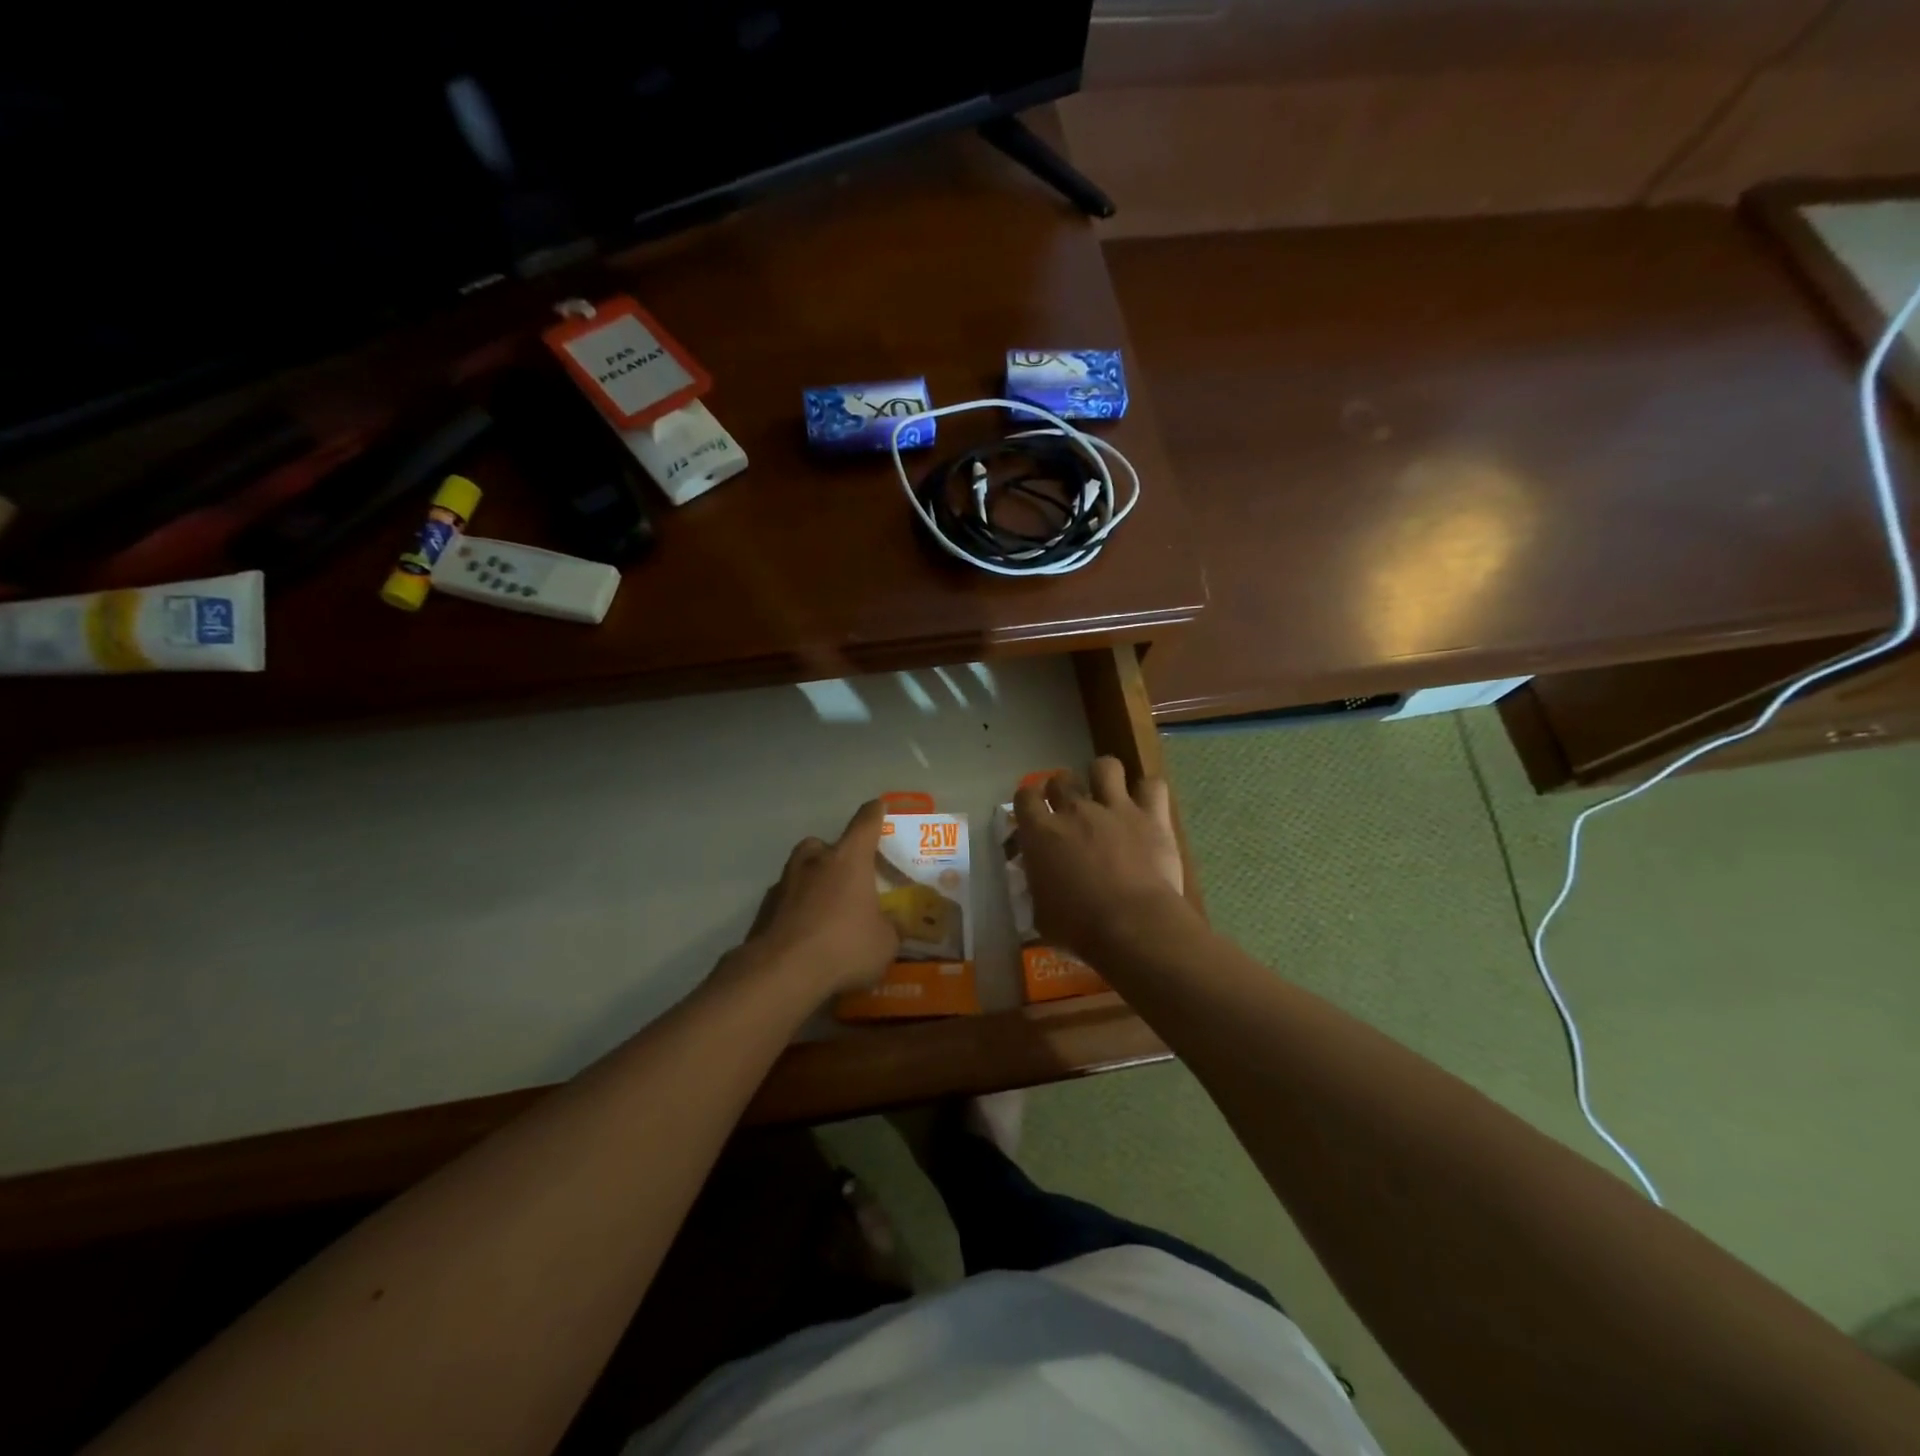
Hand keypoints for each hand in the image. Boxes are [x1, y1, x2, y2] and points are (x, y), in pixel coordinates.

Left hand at [742, 800, 899, 996]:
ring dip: (813, 882)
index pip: (865, 823)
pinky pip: (786, 900)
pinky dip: (795, 909)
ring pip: (801, 871)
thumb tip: (893, 924)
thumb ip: (891, 927)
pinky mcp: (763, 909)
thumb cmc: (843, 946)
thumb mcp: (885, 943)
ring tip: (826, 910)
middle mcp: (814, 861)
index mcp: (848, 859)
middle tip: (848, 877)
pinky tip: (805, 933)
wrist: (781, 972)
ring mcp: (784, 883)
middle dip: (835, 855)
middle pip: (824, 845)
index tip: (879, 807)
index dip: (875, 813)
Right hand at [1014, 758, 1189, 961]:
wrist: (1132, 925)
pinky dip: (1149, 792)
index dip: (1029, 800)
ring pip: (1105, 766)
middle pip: (1062, 779)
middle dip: (1063, 790)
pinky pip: (1152, 785)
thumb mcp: (1041, 912)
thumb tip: (1041, 881)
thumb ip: (1038, 887)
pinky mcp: (1151, 816)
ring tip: (1108, 794)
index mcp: (1041, 833)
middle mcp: (1075, 810)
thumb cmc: (1079, 928)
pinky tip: (1147, 805)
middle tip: (1071, 810)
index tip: (1034, 812)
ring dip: (1104, 777)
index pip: (1025, 797)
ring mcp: (1115, 808)